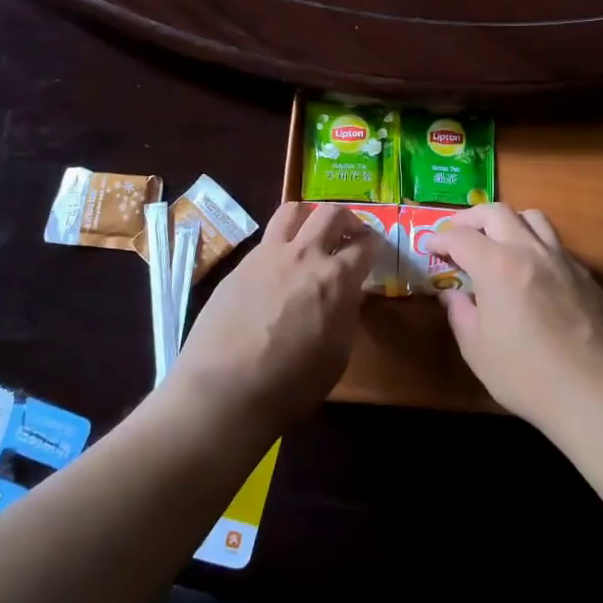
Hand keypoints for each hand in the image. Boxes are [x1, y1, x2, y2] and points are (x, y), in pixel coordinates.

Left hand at [168, 202, 377, 434]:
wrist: (224, 390)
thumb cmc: (291, 385)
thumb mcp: (338, 354)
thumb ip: (345, 314)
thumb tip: (345, 295)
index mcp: (336, 278)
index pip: (366, 246)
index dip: (376, 245)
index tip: (378, 250)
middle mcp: (304, 255)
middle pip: (331, 213)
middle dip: (349, 219)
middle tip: (352, 235)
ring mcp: (267, 255)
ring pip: (292, 211)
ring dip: (310, 216)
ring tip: (313, 233)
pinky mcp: (239, 266)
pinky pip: (266, 240)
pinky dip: (281, 243)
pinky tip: (279, 268)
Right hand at [426, 203, 602, 430]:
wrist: (596, 392)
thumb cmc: (527, 375)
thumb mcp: (477, 350)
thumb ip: (460, 314)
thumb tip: (454, 295)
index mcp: (497, 265)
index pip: (460, 237)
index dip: (440, 238)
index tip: (430, 247)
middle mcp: (530, 250)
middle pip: (497, 212)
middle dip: (471, 218)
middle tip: (458, 234)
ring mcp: (562, 259)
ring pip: (533, 218)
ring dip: (509, 221)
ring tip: (498, 240)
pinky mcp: (586, 275)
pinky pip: (556, 244)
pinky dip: (536, 245)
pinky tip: (532, 271)